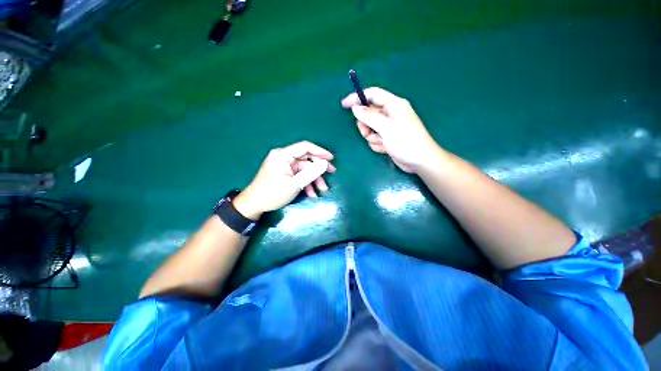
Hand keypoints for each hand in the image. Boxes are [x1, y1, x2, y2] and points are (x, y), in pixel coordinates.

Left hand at [233, 141, 335, 218]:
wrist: (254, 205)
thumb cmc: (273, 193)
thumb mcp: (294, 184)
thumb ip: (311, 173)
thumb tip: (325, 164)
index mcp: (283, 155)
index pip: (305, 147)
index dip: (320, 151)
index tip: (331, 158)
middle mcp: (284, 157)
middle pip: (306, 158)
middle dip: (319, 168)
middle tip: (332, 172)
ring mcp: (284, 165)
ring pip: (304, 169)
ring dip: (314, 179)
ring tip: (322, 190)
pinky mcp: (284, 173)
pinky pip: (299, 175)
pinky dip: (306, 183)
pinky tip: (311, 194)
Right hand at [342, 87, 439, 172]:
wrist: (419, 161)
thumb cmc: (406, 141)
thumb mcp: (387, 128)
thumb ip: (369, 117)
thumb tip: (355, 108)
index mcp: (393, 105)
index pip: (372, 95)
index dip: (358, 97)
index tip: (344, 105)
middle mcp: (390, 114)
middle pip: (368, 114)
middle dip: (366, 125)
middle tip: (368, 133)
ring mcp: (388, 127)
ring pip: (370, 128)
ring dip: (372, 137)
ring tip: (382, 142)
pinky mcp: (387, 138)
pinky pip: (374, 138)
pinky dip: (377, 144)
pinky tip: (386, 148)